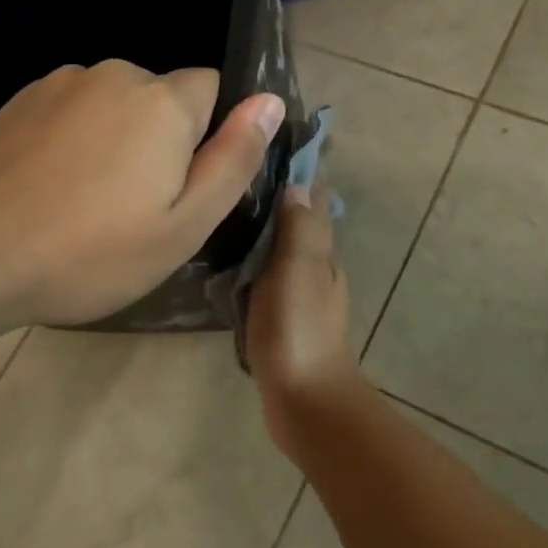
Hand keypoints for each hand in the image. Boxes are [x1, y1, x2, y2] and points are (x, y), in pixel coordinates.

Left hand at [0, 60, 283, 327]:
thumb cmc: (90, 252)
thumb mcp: (183, 225)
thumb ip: (234, 159)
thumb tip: (270, 101)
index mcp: (162, 102)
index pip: (212, 88)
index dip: (208, 134)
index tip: (183, 183)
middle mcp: (114, 75)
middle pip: (161, 97)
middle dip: (161, 138)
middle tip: (135, 205)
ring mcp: (59, 84)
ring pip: (113, 104)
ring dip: (115, 138)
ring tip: (86, 201)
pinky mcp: (17, 101)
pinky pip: (70, 111)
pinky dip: (72, 139)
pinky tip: (48, 188)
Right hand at [245, 184, 367, 462]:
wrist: (305, 400)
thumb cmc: (298, 328)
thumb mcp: (297, 269)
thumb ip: (299, 227)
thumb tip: (298, 183)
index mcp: (322, 252)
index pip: (315, 200)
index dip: (300, 173)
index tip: (270, 148)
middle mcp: (316, 268)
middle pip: (299, 222)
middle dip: (277, 198)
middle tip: (235, 178)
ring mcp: (301, 296)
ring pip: (283, 251)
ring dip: (264, 232)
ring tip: (226, 214)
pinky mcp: (284, 319)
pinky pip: (268, 279)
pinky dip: (255, 265)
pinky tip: (230, 266)